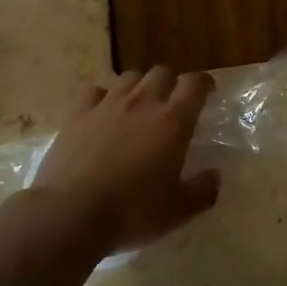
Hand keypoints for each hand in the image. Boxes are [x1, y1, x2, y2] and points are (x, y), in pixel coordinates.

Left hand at [30, 66, 219, 253]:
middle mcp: (143, 102)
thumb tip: (215, 176)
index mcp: (173, 121)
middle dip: (171, 82)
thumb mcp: (178, 211)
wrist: (71, 213)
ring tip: (137, 106)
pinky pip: (94, 91)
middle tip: (171, 103)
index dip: (203, 84)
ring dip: (139, 86)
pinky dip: (102, 97)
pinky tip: (101, 114)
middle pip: (162, 72)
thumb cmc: (132, 212)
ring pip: (129, 76)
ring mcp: (107, 104)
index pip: (195, 83)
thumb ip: (203, 191)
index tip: (206, 93)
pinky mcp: (78, 113)